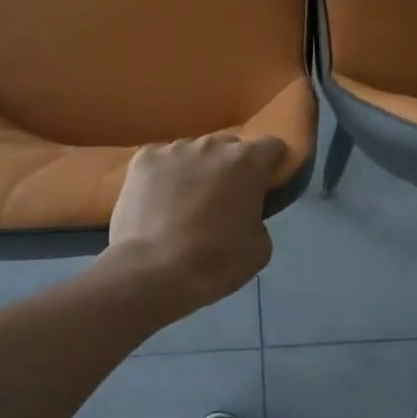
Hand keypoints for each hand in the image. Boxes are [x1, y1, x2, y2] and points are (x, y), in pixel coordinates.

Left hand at [105, 134, 287, 310]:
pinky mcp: (143, 159)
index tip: (266, 186)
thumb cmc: (215, 262)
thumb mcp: (260, 246)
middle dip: (232, 167)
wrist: (152, 272)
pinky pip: (163, 160)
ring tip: (185, 203)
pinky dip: (165, 176)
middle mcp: (211, 144)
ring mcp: (174, 148)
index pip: (272, 146)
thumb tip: (246, 210)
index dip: (273, 165)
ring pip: (194, 152)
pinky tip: (158, 202)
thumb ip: (259, 215)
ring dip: (198, 169)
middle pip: (230, 146)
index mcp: (246, 161)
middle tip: (224, 199)